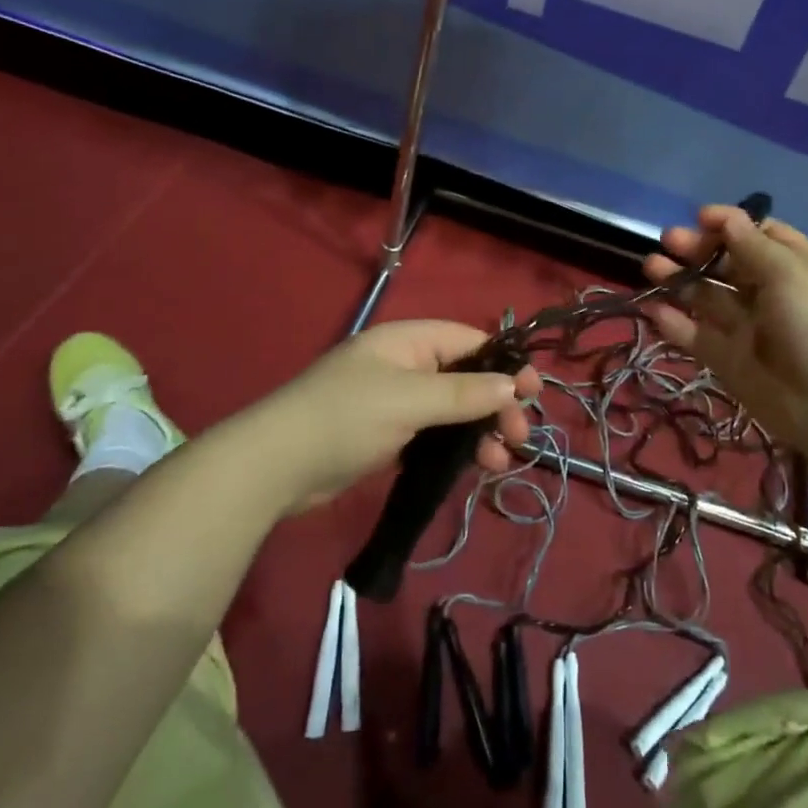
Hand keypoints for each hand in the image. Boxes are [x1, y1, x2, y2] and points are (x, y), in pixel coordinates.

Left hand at [258, 320, 539, 512]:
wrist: (275, 466)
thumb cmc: (345, 418)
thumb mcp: (409, 400)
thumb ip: (462, 392)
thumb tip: (513, 384)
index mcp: (407, 341)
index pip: (469, 341)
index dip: (504, 363)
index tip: (533, 392)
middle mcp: (404, 365)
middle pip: (464, 377)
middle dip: (495, 404)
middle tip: (519, 436)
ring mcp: (394, 401)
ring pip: (451, 409)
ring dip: (479, 431)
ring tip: (500, 460)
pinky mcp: (385, 435)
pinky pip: (432, 434)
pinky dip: (454, 447)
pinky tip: (472, 467)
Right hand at [643, 206, 807, 452]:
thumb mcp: (790, 273)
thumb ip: (751, 244)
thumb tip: (725, 217)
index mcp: (797, 268)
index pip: (760, 235)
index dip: (730, 224)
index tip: (699, 217)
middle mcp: (772, 294)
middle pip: (728, 264)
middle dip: (697, 249)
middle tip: (668, 240)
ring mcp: (749, 328)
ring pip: (707, 297)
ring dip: (679, 280)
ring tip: (651, 266)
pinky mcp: (729, 360)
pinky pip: (697, 336)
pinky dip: (674, 322)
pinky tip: (652, 308)